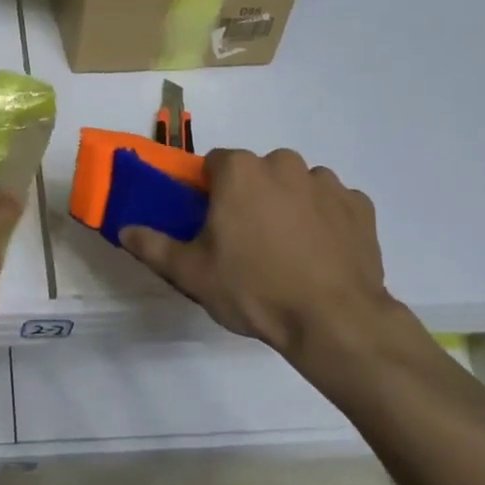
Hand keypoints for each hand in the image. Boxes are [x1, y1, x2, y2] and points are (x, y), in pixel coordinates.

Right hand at [119, 148, 397, 362]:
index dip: (211, 190)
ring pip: (297, 185)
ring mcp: (326, 182)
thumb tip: (124, 229)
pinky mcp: (359, 206)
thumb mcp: (192, 273)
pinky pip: (334, 204)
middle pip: (258, 172)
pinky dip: (327, 220)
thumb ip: (154, 246)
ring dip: (290, 205)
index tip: (214, 222)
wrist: (334, 321)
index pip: (216, 164)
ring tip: (290, 251)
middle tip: (250, 241)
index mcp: (240, 170)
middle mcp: (283, 163)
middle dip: (252, 196)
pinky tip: (322, 254)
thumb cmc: (254, 289)